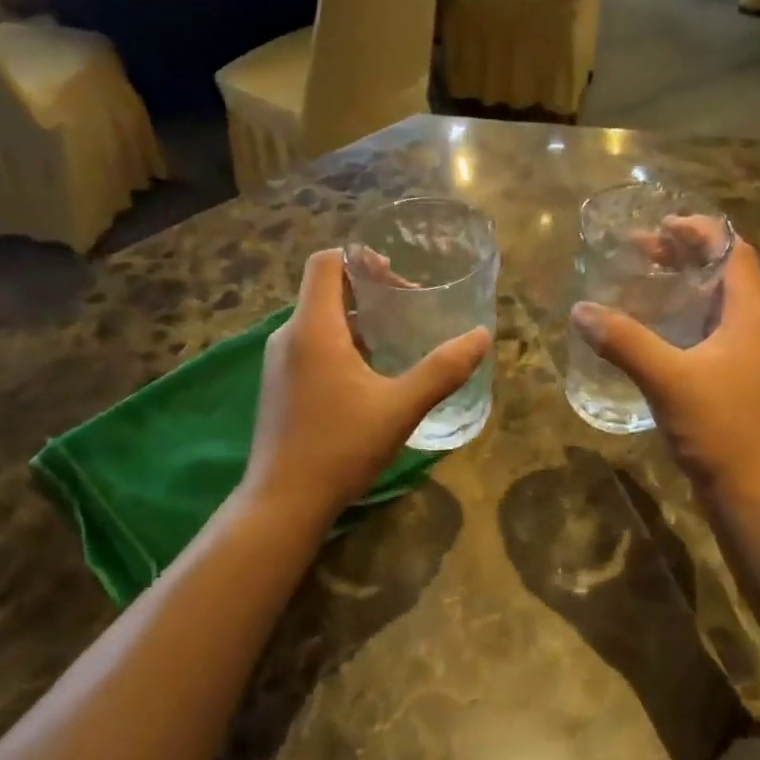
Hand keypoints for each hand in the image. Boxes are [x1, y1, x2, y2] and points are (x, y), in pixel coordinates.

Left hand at [244, 250, 489, 522]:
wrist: (283, 502)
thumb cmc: (341, 447)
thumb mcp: (400, 407)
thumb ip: (443, 370)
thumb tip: (480, 336)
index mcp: (313, 328)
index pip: (326, 262)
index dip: (360, 258)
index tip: (397, 276)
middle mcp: (289, 336)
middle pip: (324, 290)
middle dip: (367, 291)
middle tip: (408, 309)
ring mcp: (279, 364)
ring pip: (319, 322)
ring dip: (357, 322)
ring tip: (395, 341)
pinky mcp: (279, 388)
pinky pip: (311, 348)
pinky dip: (341, 346)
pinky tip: (369, 378)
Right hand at [571, 238, 759, 498]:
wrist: (752, 491)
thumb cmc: (720, 428)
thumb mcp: (668, 379)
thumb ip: (625, 342)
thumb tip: (581, 310)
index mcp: (749, 315)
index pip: (734, 252)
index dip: (701, 231)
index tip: (661, 225)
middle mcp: (753, 328)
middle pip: (723, 274)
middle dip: (685, 256)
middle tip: (641, 250)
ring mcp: (745, 357)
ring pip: (715, 305)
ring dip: (683, 287)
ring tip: (643, 281)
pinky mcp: (732, 381)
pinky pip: (707, 334)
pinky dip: (681, 320)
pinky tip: (651, 331)